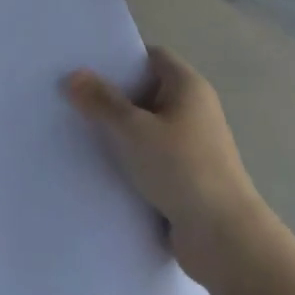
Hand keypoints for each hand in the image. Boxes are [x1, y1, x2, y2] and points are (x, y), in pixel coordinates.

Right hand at [66, 49, 269, 282]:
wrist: (223, 238)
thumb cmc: (181, 169)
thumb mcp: (133, 130)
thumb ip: (101, 101)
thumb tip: (74, 75)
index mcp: (188, 87)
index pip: (151, 56)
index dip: (120, 57)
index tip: (85, 65)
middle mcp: (193, 110)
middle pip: (145, 91)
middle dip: (111, 95)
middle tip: (70, 97)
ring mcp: (190, 145)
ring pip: (145, 127)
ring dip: (117, 131)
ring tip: (75, 130)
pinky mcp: (184, 176)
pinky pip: (149, 157)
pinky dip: (128, 159)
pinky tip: (97, 166)